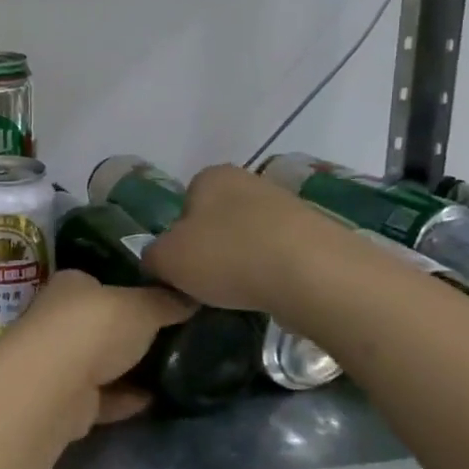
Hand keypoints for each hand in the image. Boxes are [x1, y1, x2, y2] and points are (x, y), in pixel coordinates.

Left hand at [0, 270, 193, 437]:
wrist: (55, 387)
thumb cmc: (95, 328)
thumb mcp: (142, 306)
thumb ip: (165, 301)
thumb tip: (191, 295)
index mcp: (72, 285)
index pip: (100, 281)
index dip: (127, 288)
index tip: (160, 299)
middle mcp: (59, 319)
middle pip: (99, 323)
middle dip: (128, 332)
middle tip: (172, 336)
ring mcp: (59, 361)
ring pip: (99, 362)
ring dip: (127, 368)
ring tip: (170, 369)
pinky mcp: (66, 401)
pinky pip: (103, 397)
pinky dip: (124, 399)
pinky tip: (154, 400)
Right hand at [141, 164, 309, 312]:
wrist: (311, 273)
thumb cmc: (227, 256)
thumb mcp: (167, 260)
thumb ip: (152, 257)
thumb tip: (158, 261)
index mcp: (210, 176)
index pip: (184, 203)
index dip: (179, 236)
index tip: (184, 265)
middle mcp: (249, 181)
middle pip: (218, 219)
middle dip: (213, 248)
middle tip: (209, 281)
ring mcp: (287, 205)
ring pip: (250, 237)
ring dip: (244, 261)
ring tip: (242, 292)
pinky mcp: (316, 234)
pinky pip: (280, 254)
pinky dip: (272, 272)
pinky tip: (271, 292)